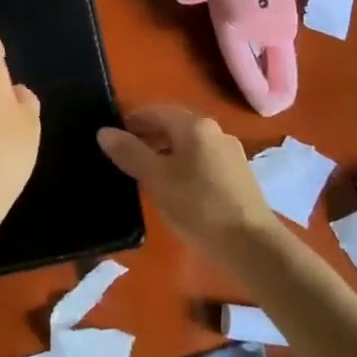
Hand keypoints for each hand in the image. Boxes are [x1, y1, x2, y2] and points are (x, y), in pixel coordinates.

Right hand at [97, 105, 279, 258]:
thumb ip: (129, 153)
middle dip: (147, 137)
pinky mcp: (238, 176)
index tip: (111, 139)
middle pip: (173, 126)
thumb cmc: (199, 206)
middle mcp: (215, 132)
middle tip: (123, 158)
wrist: (252, 245)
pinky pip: (202, 161)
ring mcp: (230, 154)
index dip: (131, 121)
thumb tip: (104, 132)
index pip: (155, 111)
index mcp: (195, 126)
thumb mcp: (156, 179)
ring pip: (188, 145)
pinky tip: (174, 190)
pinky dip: (182, 167)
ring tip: (144, 176)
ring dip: (164, 153)